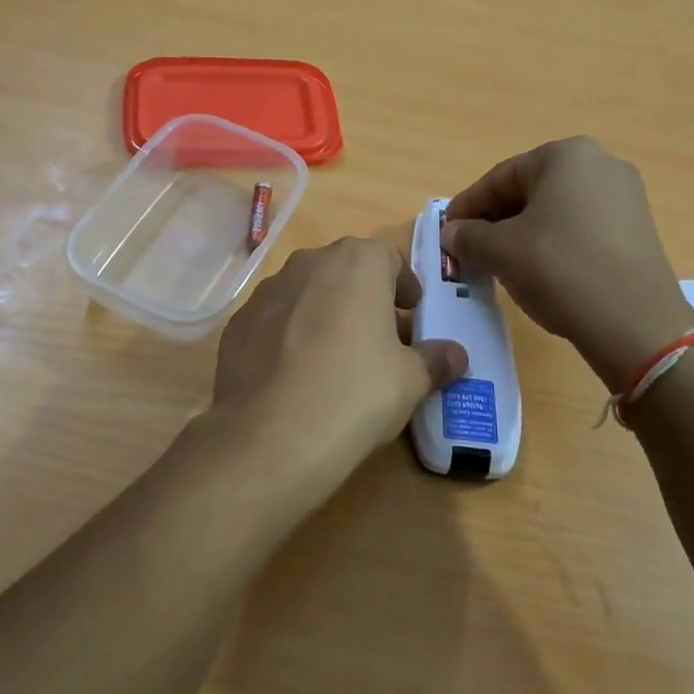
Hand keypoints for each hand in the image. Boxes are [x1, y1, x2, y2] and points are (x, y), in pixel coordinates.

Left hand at [213, 238, 467, 484]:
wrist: (271, 436)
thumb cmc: (356, 392)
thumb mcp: (411, 380)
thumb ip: (436, 359)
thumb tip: (456, 355)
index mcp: (356, 262)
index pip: (388, 257)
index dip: (404, 286)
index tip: (412, 315)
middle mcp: (308, 263)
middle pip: (345, 272)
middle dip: (365, 299)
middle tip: (380, 339)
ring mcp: (266, 292)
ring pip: (307, 294)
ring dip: (325, 315)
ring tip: (335, 361)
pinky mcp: (237, 324)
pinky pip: (274, 322)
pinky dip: (289, 337)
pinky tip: (296, 378)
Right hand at [443, 137, 693, 385]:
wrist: (635, 323)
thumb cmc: (559, 269)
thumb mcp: (500, 251)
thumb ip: (468, 236)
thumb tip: (451, 233)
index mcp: (566, 156)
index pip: (500, 177)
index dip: (467, 206)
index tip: (446, 231)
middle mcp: (600, 164)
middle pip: (529, 191)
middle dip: (495, 220)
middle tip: (468, 249)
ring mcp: (625, 197)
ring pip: (555, 211)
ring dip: (521, 233)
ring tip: (498, 263)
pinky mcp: (637, 230)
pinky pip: (580, 229)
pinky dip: (552, 244)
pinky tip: (537, 272)